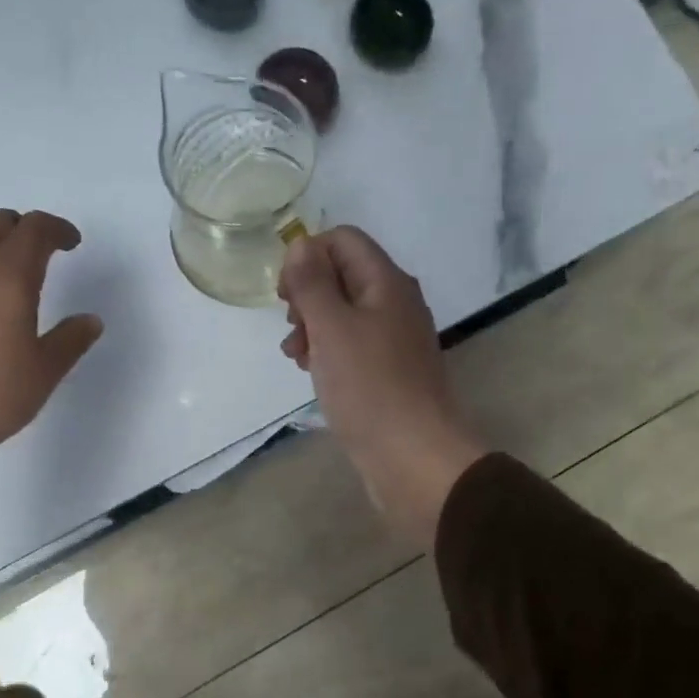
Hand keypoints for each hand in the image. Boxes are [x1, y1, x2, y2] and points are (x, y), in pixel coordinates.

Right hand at [278, 227, 485, 545]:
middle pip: (342, 275)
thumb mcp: (332, 328)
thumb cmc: (369, 388)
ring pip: (343, 313)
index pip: (343, 240)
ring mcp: (394, 339)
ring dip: (312, 326)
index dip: (307, 256)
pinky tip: (313, 373)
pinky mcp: (388, 371)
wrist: (413, 457)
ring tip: (297, 358)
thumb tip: (301, 244)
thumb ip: (312, 283)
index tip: (285, 295)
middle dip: (307, 295)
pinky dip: (328, 351)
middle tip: (292, 328)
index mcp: (386, 283)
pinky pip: (352, 345)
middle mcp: (395, 303)